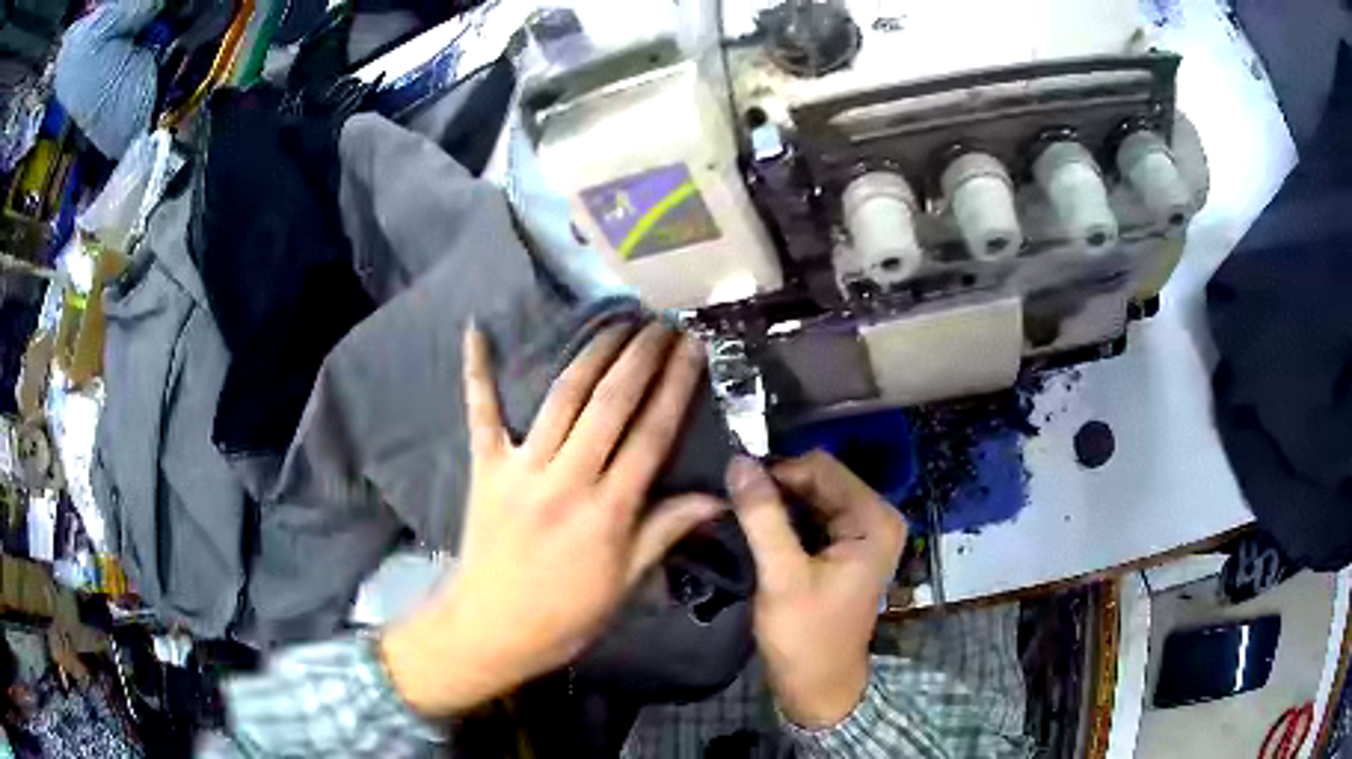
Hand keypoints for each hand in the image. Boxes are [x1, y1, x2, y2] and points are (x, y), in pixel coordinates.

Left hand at [382, 322, 722, 715]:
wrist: (492, 628)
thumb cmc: (567, 614)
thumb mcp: (626, 583)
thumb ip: (665, 531)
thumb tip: (718, 498)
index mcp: (608, 510)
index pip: (651, 435)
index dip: (675, 386)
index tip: (691, 348)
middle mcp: (566, 478)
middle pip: (610, 403)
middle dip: (640, 357)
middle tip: (661, 323)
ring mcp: (520, 468)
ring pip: (562, 398)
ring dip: (592, 354)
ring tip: (617, 322)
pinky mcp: (485, 467)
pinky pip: (480, 412)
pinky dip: (476, 371)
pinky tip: (475, 330)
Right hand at [728, 451, 906, 728]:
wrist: (818, 685)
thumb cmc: (806, 636)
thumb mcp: (782, 577)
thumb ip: (763, 518)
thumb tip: (738, 460)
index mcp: (874, 519)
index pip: (821, 468)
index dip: (777, 473)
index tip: (735, 491)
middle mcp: (875, 516)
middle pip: (818, 479)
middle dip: (776, 488)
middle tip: (732, 506)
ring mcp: (862, 532)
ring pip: (811, 496)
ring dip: (776, 504)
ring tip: (738, 518)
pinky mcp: (846, 547)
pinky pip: (811, 516)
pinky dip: (784, 519)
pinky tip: (757, 531)